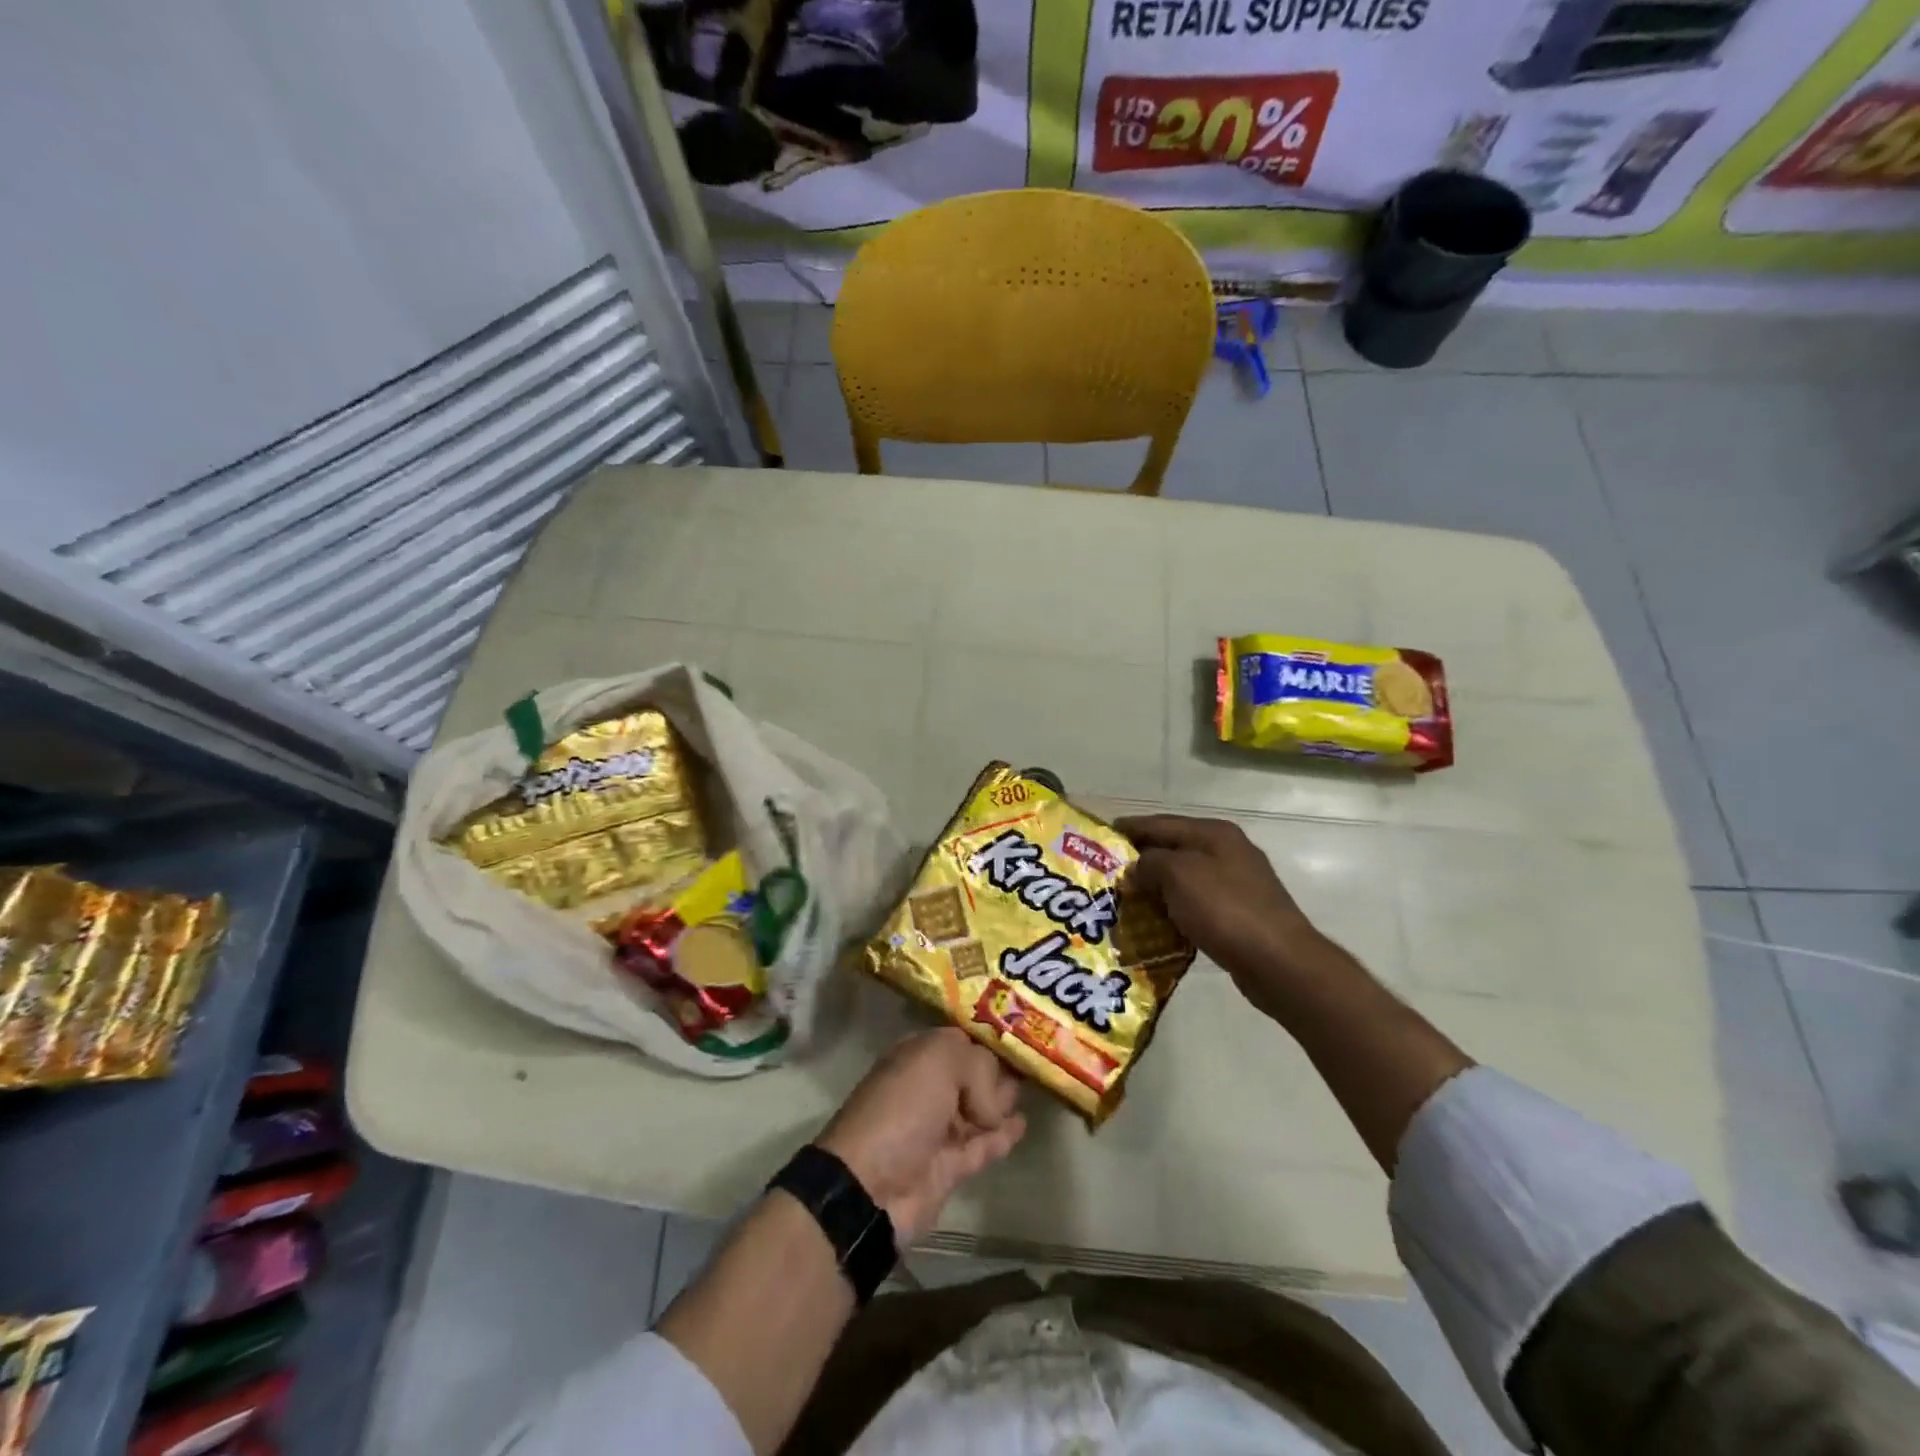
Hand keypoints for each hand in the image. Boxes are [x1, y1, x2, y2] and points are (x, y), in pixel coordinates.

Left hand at [814, 1027, 1025, 1243]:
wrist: (871, 1185)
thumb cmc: (902, 1108)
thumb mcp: (938, 1061)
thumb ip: (978, 1066)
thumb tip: (994, 1104)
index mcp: (919, 1055)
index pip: (961, 1040)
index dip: (988, 1038)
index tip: (1020, 1037)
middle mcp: (929, 1087)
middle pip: (973, 1073)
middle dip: (999, 1067)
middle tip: (1033, 1062)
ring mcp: (939, 1128)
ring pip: (981, 1108)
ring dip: (1003, 1099)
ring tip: (1033, 1088)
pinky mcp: (950, 1167)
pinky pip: (984, 1145)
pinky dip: (1003, 1135)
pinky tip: (1022, 1123)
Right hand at [1119, 814, 1333, 1014]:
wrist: (1278, 961)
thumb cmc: (1224, 909)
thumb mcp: (1178, 875)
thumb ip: (1150, 863)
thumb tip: (1137, 868)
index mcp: (1214, 833)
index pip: (1161, 823)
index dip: (1130, 828)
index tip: (1101, 836)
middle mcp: (1227, 851)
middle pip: (1174, 849)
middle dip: (1141, 859)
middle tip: (1108, 873)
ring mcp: (1237, 883)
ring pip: (1185, 878)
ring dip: (1157, 887)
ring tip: (1126, 899)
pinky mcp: (1240, 914)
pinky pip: (1197, 904)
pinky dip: (1175, 909)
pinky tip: (1157, 923)